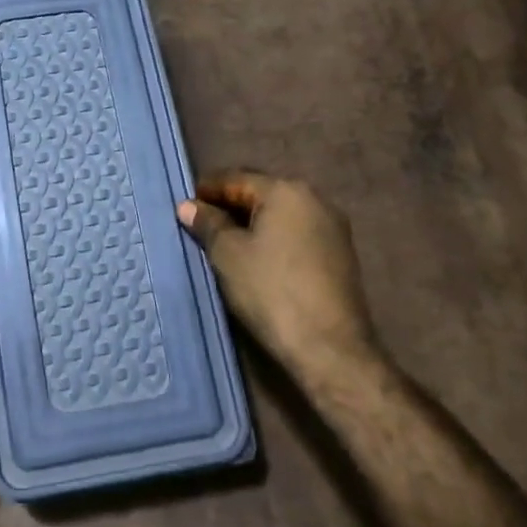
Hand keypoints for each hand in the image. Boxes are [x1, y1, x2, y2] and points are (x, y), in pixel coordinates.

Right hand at [178, 170, 379, 372]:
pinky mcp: (341, 254)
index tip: (185, 207)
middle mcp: (314, 198)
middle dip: (230, 206)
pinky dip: (274, 239)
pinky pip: (297, 234)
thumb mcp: (228, 254)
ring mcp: (332, 227)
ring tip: (226, 243)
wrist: (330, 348)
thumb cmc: (271, 291)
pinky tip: (258, 258)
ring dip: (253, 223)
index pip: (236, 179)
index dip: (207, 190)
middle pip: (261, 193)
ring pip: (281, 215)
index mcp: (286, 190)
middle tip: (202, 224)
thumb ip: (208, 224)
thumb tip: (188, 206)